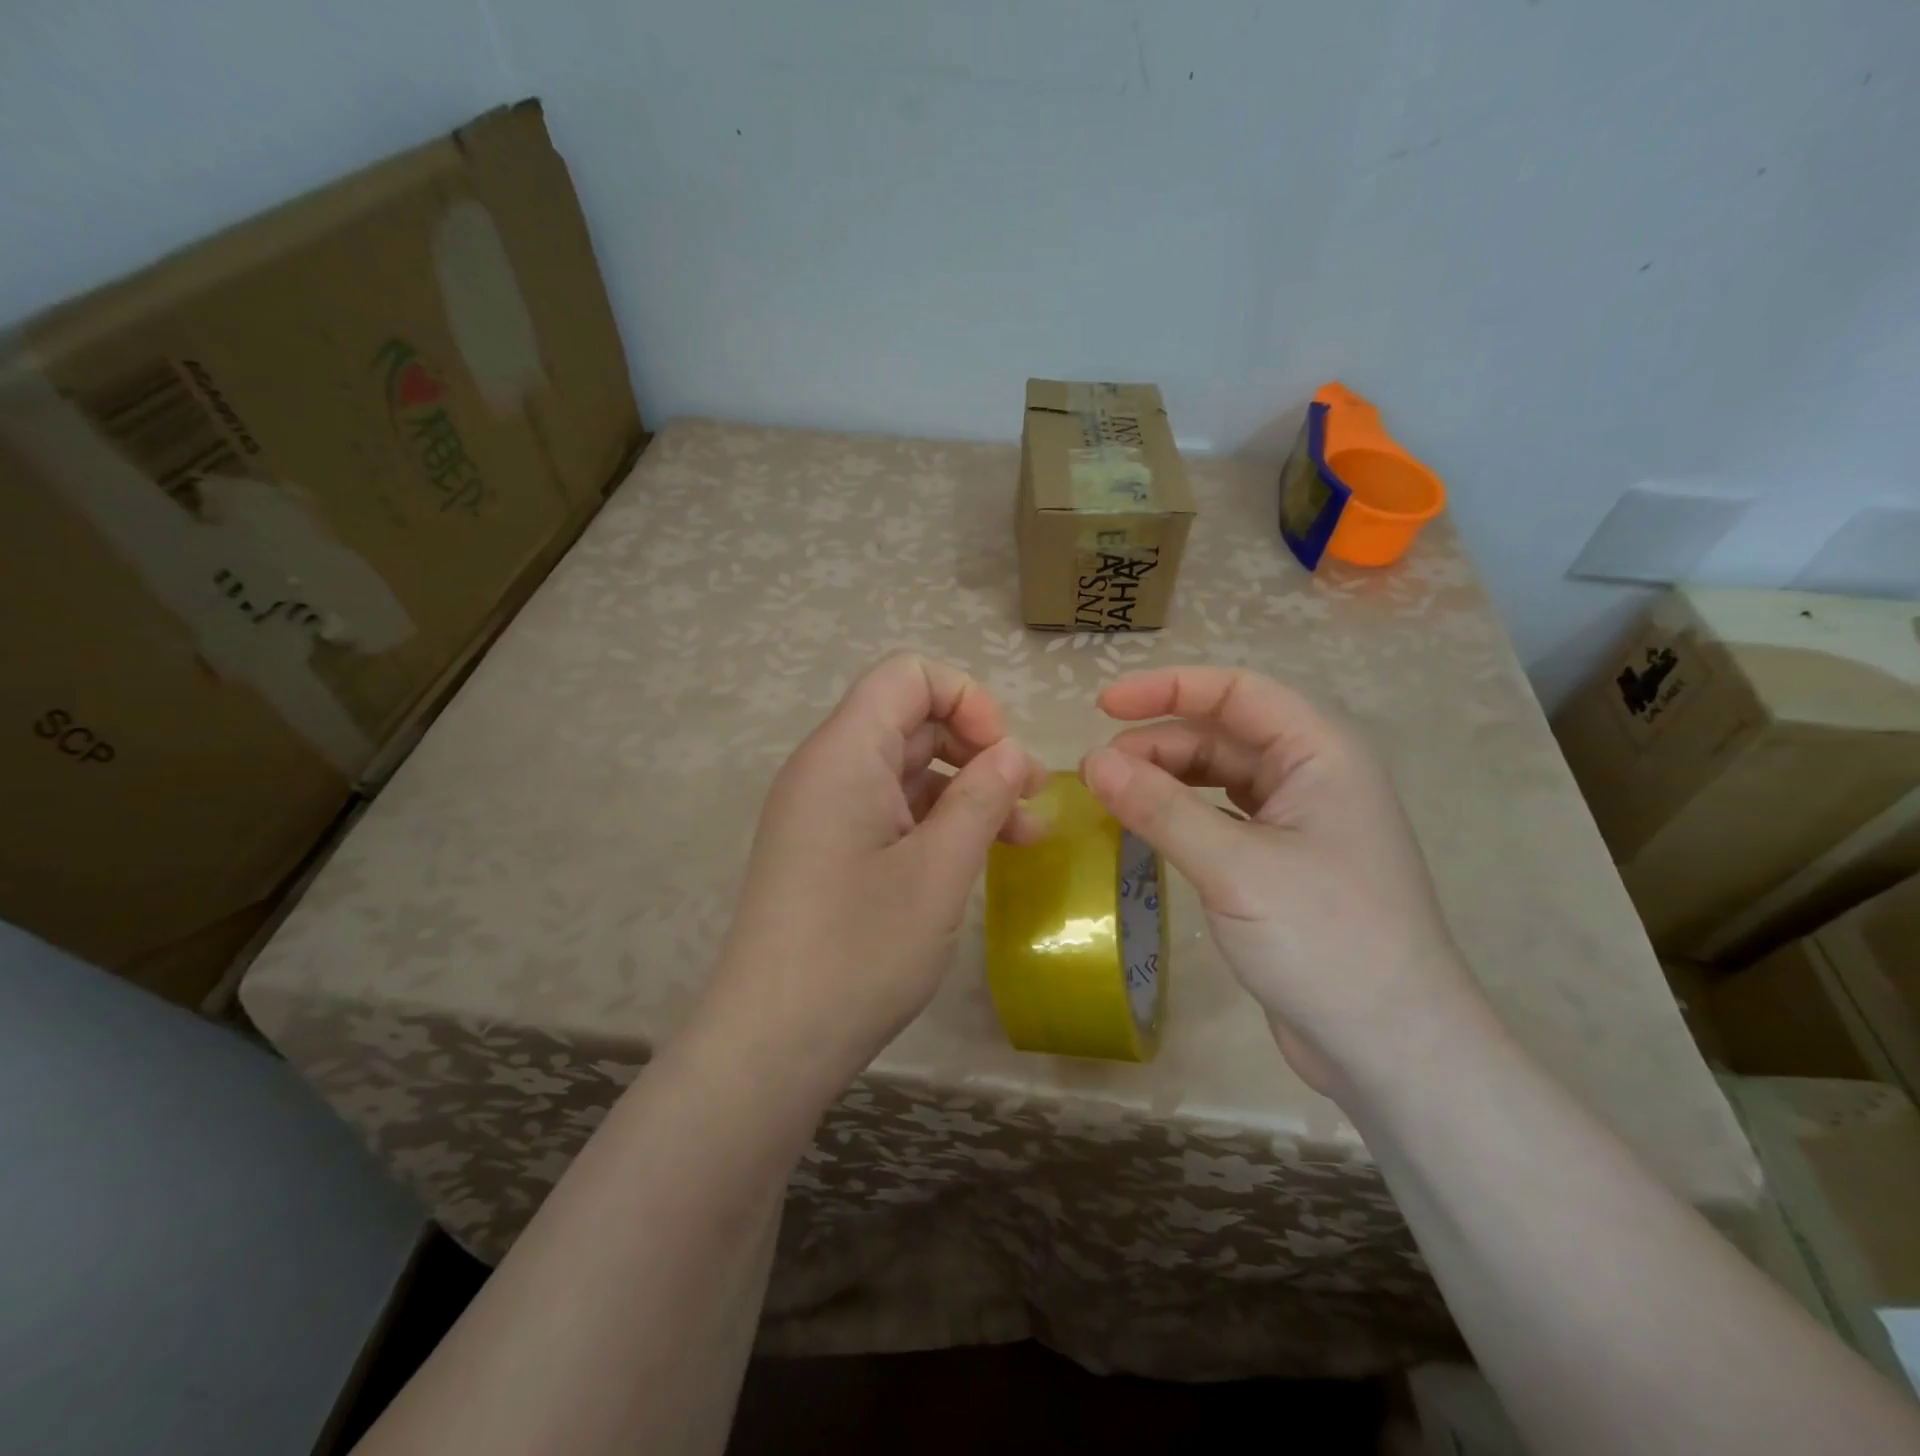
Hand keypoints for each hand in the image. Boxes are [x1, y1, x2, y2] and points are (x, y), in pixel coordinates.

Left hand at [697, 653, 1046, 1099]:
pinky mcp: (827, 849)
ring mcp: (824, 811)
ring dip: (965, 791)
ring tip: (1022, 837)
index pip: (908, 676)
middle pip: (910, 720)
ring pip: (905, 770)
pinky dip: (936, 821)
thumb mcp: (939, 871)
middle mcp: (827, 769)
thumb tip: (1012, 753)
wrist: (770, 1044)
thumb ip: (982, 798)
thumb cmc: (859, 950)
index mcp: (844, 754)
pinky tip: (976, 857)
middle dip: (977, 748)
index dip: (967, 699)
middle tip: (1030, 799)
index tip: (1003, 756)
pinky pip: (889, 810)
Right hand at [1079, 666, 1491, 1096]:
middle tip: (1095, 771)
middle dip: (1158, 742)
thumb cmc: (1327, 940)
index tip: (1103, 705)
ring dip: (1165, 779)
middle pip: (1223, 735)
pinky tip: (1145, 829)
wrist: (1392, 1047)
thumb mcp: (1235, 867)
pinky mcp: (1279, 865)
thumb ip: (1161, 808)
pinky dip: (1179, 816)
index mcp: (1321, 754)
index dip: (1168, 688)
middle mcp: (1312, 777)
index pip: (1237, 692)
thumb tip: (1092, 761)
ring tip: (1110, 796)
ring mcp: (1298, 824)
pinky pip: (1220, 819)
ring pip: (1218, 778)